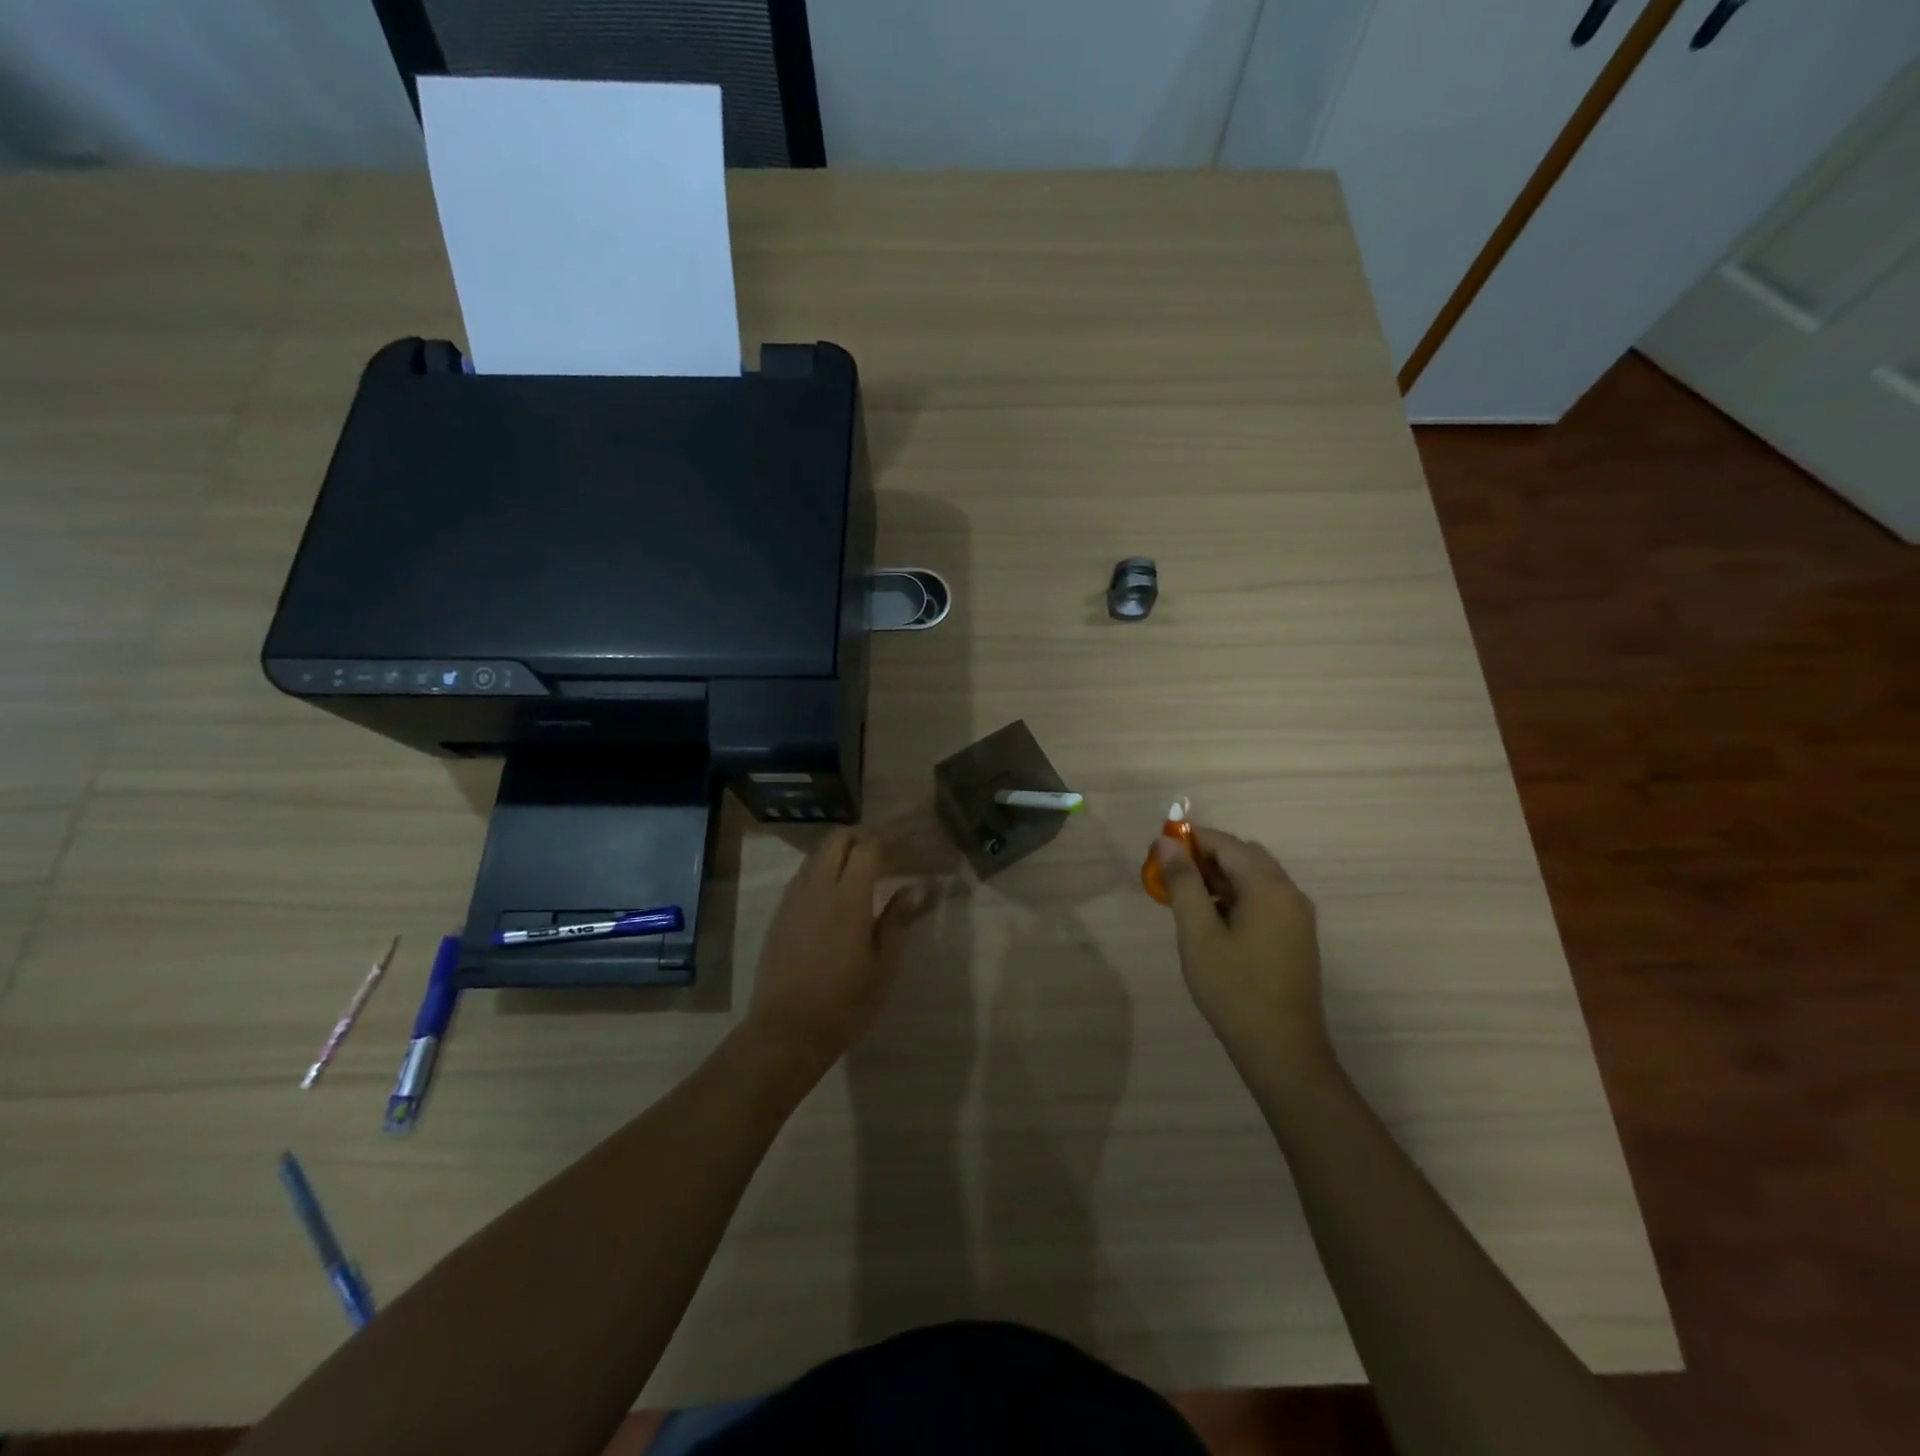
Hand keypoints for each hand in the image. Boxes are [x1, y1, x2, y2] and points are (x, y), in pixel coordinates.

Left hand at [746, 828, 927, 1070]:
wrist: (786, 1032)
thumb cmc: (844, 1003)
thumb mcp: (883, 965)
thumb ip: (898, 919)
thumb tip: (919, 887)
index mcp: (848, 899)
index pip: (869, 847)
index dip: (891, 840)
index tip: (909, 846)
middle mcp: (817, 888)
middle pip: (838, 839)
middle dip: (864, 836)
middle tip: (888, 852)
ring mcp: (794, 899)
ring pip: (818, 854)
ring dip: (842, 851)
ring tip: (865, 869)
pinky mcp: (781, 913)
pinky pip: (804, 874)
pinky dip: (825, 869)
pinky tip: (838, 892)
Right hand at [1156, 827, 1332, 1078]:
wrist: (1282, 1051)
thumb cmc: (1233, 989)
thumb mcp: (1197, 933)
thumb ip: (1183, 882)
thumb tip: (1167, 841)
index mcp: (1268, 887)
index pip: (1226, 844)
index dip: (1190, 840)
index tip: (1157, 850)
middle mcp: (1290, 893)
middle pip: (1244, 856)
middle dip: (1204, 857)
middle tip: (1168, 874)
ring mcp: (1297, 917)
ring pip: (1254, 879)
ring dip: (1219, 878)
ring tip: (1183, 897)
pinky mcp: (1296, 937)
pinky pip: (1263, 900)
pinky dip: (1235, 897)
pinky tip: (1211, 920)